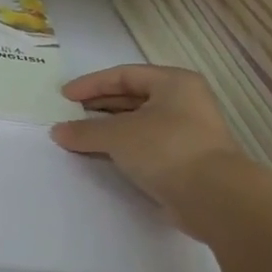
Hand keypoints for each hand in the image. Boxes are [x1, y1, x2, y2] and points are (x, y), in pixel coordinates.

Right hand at [50, 65, 244, 209]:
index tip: (64, 97)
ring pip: (138, 123)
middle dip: (98, 106)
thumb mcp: (119, 135)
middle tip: (68, 115)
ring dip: (107, 129)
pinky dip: (121, 147)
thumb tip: (58, 131)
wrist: (213, 196)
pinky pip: (144, 145)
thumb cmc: (166, 149)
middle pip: (132, 98)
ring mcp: (185, 132)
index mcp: (174, 83)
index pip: (124, 75)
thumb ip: (85, 131)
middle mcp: (183, 102)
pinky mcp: (182, 160)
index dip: (91, 84)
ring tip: (78, 136)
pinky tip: (100, 155)